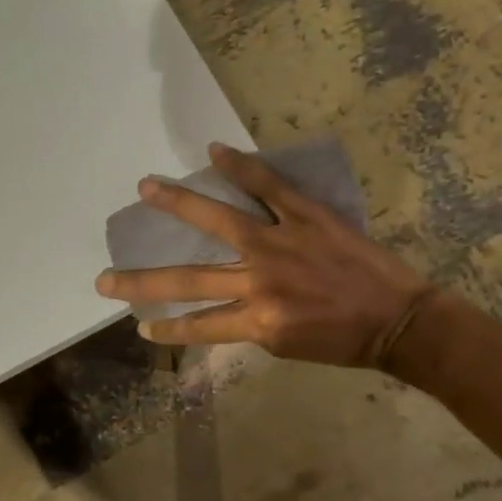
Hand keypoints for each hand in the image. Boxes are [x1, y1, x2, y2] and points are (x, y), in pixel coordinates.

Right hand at [94, 143, 433, 366]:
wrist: (398, 320)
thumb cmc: (344, 342)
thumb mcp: (288, 348)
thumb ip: (251, 326)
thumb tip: (226, 306)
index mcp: (255, 320)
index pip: (196, 326)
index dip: (166, 330)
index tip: (140, 327)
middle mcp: (258, 281)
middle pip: (187, 280)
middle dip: (140, 282)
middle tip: (103, 279)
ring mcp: (279, 243)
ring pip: (217, 220)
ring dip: (176, 203)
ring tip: (145, 188)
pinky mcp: (305, 216)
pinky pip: (268, 187)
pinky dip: (241, 168)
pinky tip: (213, 152)